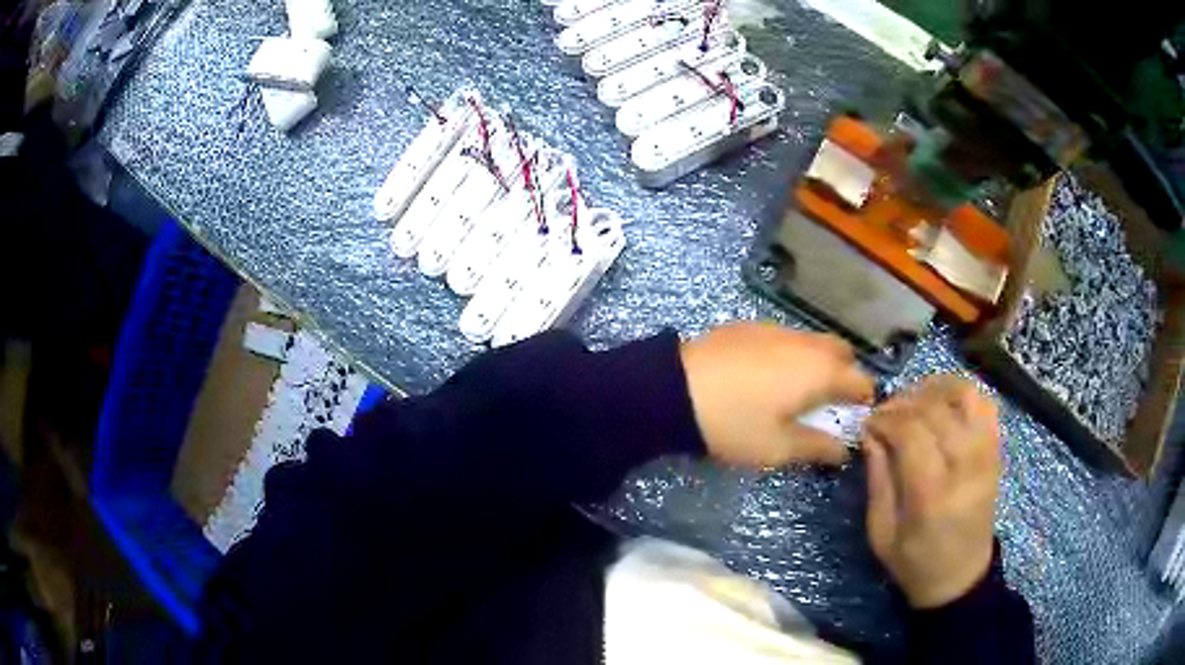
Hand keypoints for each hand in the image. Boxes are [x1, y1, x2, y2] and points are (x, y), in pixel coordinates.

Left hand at [680, 321, 874, 467]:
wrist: (674, 389)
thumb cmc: (734, 424)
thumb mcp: (778, 447)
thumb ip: (817, 447)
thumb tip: (843, 449)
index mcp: (820, 371)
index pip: (861, 380)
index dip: (864, 399)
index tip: (857, 416)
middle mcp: (805, 342)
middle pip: (841, 352)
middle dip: (845, 373)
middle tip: (831, 401)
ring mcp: (776, 328)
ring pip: (813, 340)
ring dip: (818, 360)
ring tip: (800, 388)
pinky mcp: (749, 325)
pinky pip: (785, 336)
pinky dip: (791, 352)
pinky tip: (768, 373)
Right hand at [862, 376, 1000, 608]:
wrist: (960, 577)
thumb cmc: (915, 562)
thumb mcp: (881, 532)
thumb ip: (878, 479)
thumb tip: (871, 433)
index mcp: (931, 496)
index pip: (910, 433)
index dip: (885, 418)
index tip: (868, 422)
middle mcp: (965, 468)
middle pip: (935, 410)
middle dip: (903, 403)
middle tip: (884, 413)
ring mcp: (986, 456)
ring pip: (965, 396)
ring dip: (935, 389)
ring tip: (913, 400)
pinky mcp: (996, 451)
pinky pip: (985, 404)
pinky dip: (962, 393)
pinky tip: (942, 401)